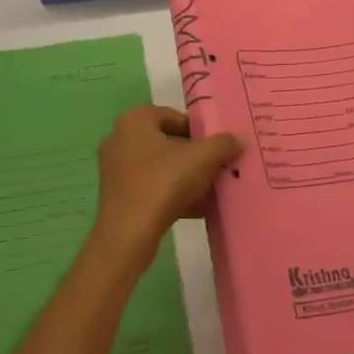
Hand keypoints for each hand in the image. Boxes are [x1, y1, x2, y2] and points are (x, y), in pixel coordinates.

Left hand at [93, 105, 243, 263]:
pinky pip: (150, 189)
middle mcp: (120, 139)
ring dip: (184, 177)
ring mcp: (115, 170)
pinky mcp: (117, 197)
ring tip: (210, 191)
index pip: (174, 117)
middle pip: (167, 143)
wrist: (128, 236)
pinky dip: (172, 196)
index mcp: (135, 120)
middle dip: (193, 156)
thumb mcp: (202, 158)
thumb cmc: (163, 183)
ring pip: (160, 168)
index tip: (216, 148)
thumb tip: (238, 140)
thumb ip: (223, 144)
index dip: (199, 131)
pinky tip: (196, 210)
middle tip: (215, 168)